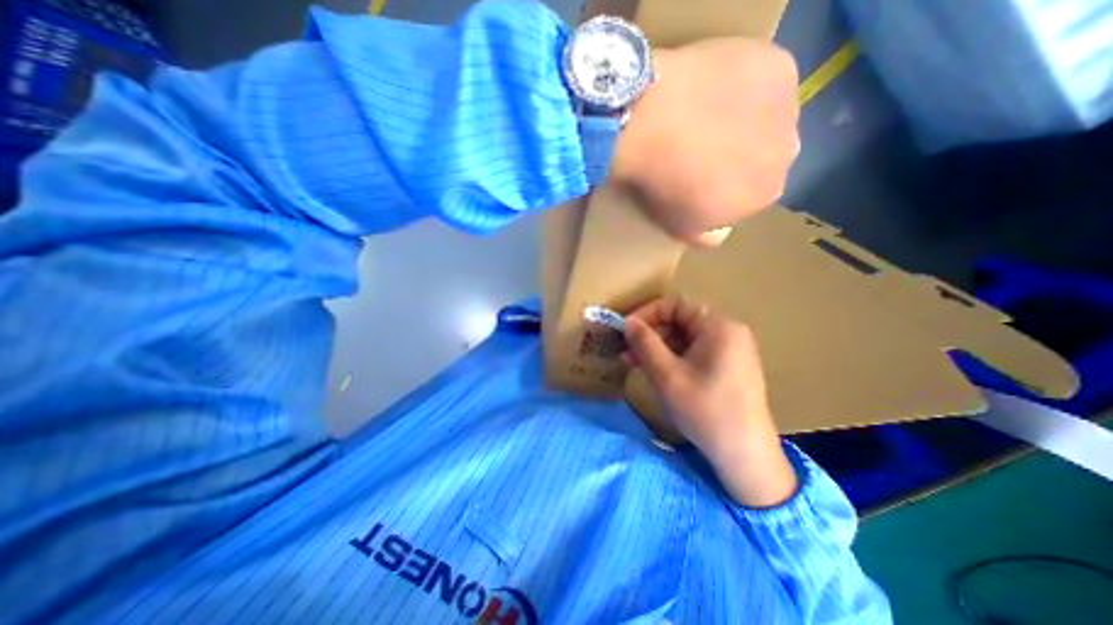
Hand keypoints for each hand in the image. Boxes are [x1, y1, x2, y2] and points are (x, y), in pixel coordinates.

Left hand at [607, 36, 799, 248]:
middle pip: (765, 154)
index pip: (752, 193)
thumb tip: (721, 231)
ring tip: (704, 114)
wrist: (653, 126)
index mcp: (765, 196)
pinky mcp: (778, 66)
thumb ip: (708, 235)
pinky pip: (763, 78)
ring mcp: (789, 107)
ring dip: (745, 118)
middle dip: (740, 153)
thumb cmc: (663, 185)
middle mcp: (788, 154)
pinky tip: (713, 87)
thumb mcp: (681, 227)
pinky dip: (744, 83)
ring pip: (769, 116)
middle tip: (701, 145)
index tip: (700, 178)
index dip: (726, 185)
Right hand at [625, 298, 799, 507]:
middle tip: (625, 351)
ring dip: (658, 347)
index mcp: (719, 326)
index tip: (626, 329)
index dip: (647, 313)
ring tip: (633, 363)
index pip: (676, 305)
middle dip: (650, 334)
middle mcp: (728, 332)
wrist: (745, 456)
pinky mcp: (728, 368)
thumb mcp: (667, 375)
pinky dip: (672, 359)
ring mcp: (731, 351)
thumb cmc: (705, 410)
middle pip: (681, 321)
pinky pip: (694, 353)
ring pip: (685, 339)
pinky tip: (655, 372)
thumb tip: (628, 322)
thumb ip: (645, 343)